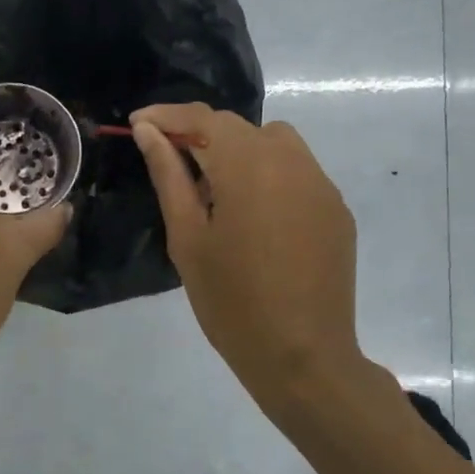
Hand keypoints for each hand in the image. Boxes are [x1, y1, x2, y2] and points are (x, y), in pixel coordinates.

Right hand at [132, 103, 368, 410]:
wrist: (303, 357)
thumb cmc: (231, 302)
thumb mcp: (188, 238)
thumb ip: (169, 175)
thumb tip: (149, 132)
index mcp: (249, 165)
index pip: (203, 118)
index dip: (167, 116)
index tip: (138, 124)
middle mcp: (292, 161)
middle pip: (239, 128)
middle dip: (200, 135)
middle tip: (170, 164)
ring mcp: (321, 184)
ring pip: (273, 143)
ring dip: (238, 152)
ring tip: (216, 192)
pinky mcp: (336, 208)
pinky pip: (297, 172)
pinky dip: (269, 176)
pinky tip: (256, 218)